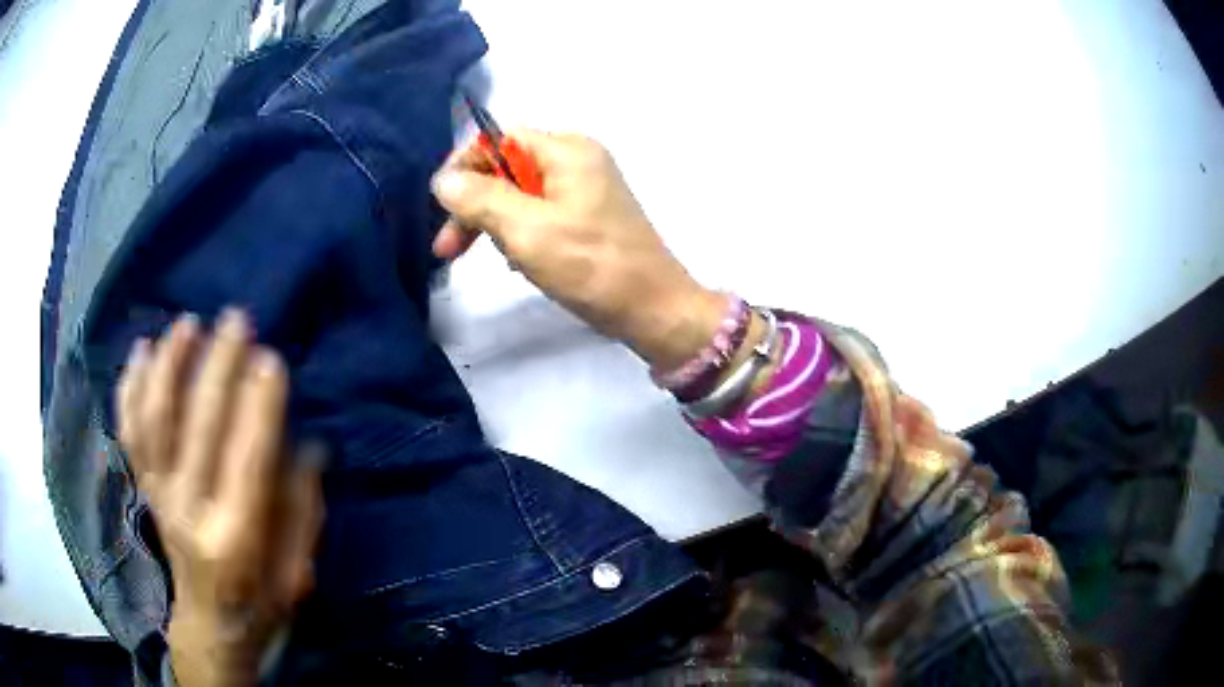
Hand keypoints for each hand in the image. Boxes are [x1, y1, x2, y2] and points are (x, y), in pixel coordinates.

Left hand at [117, 309, 323, 686]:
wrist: (210, 626)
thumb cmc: (260, 602)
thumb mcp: (298, 572)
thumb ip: (302, 510)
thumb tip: (309, 445)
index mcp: (235, 538)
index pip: (246, 458)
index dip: (258, 405)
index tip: (271, 357)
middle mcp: (189, 511)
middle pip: (198, 426)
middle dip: (217, 366)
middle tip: (236, 319)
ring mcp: (159, 495)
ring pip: (154, 419)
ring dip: (168, 365)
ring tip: (186, 324)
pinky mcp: (144, 487)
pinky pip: (129, 430)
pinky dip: (130, 387)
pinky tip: (141, 352)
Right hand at [430, 130, 724, 370]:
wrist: (655, 310)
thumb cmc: (592, 267)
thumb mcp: (526, 230)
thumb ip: (479, 199)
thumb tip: (444, 179)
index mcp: (568, 149)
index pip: (499, 138)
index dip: (465, 167)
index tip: (442, 208)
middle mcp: (578, 159)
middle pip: (507, 168)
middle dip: (475, 205)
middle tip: (447, 250)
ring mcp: (586, 189)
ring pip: (520, 196)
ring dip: (498, 225)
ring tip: (505, 261)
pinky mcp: (589, 217)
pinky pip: (540, 215)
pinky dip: (522, 236)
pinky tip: (523, 265)